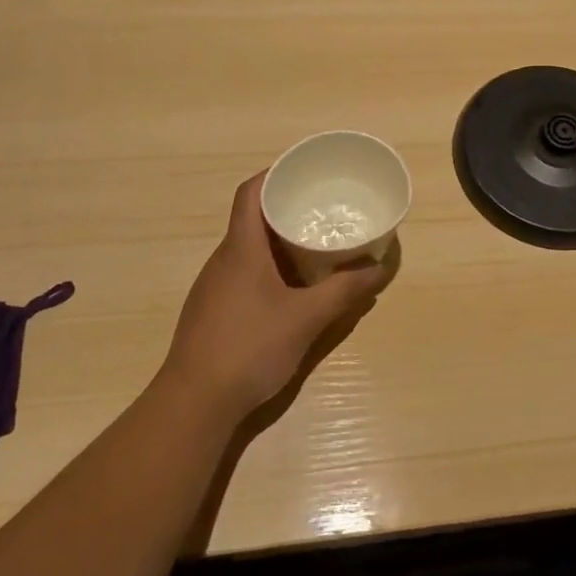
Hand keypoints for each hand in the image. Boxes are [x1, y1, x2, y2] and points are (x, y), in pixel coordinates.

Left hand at [161, 172, 392, 423]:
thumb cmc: (250, 347)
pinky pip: (244, 274)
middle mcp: (223, 260)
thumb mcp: (307, 318)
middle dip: (286, 209)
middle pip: (252, 219)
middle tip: (323, 209)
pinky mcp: (213, 312)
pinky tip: (291, 290)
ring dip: (278, 242)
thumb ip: (345, 291)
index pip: (250, 193)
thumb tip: (381, 269)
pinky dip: (269, 269)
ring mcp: (214, 288)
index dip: (274, 174)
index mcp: (240, 249)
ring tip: (315, 246)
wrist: (194, 404)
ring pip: (248, 250)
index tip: (304, 171)